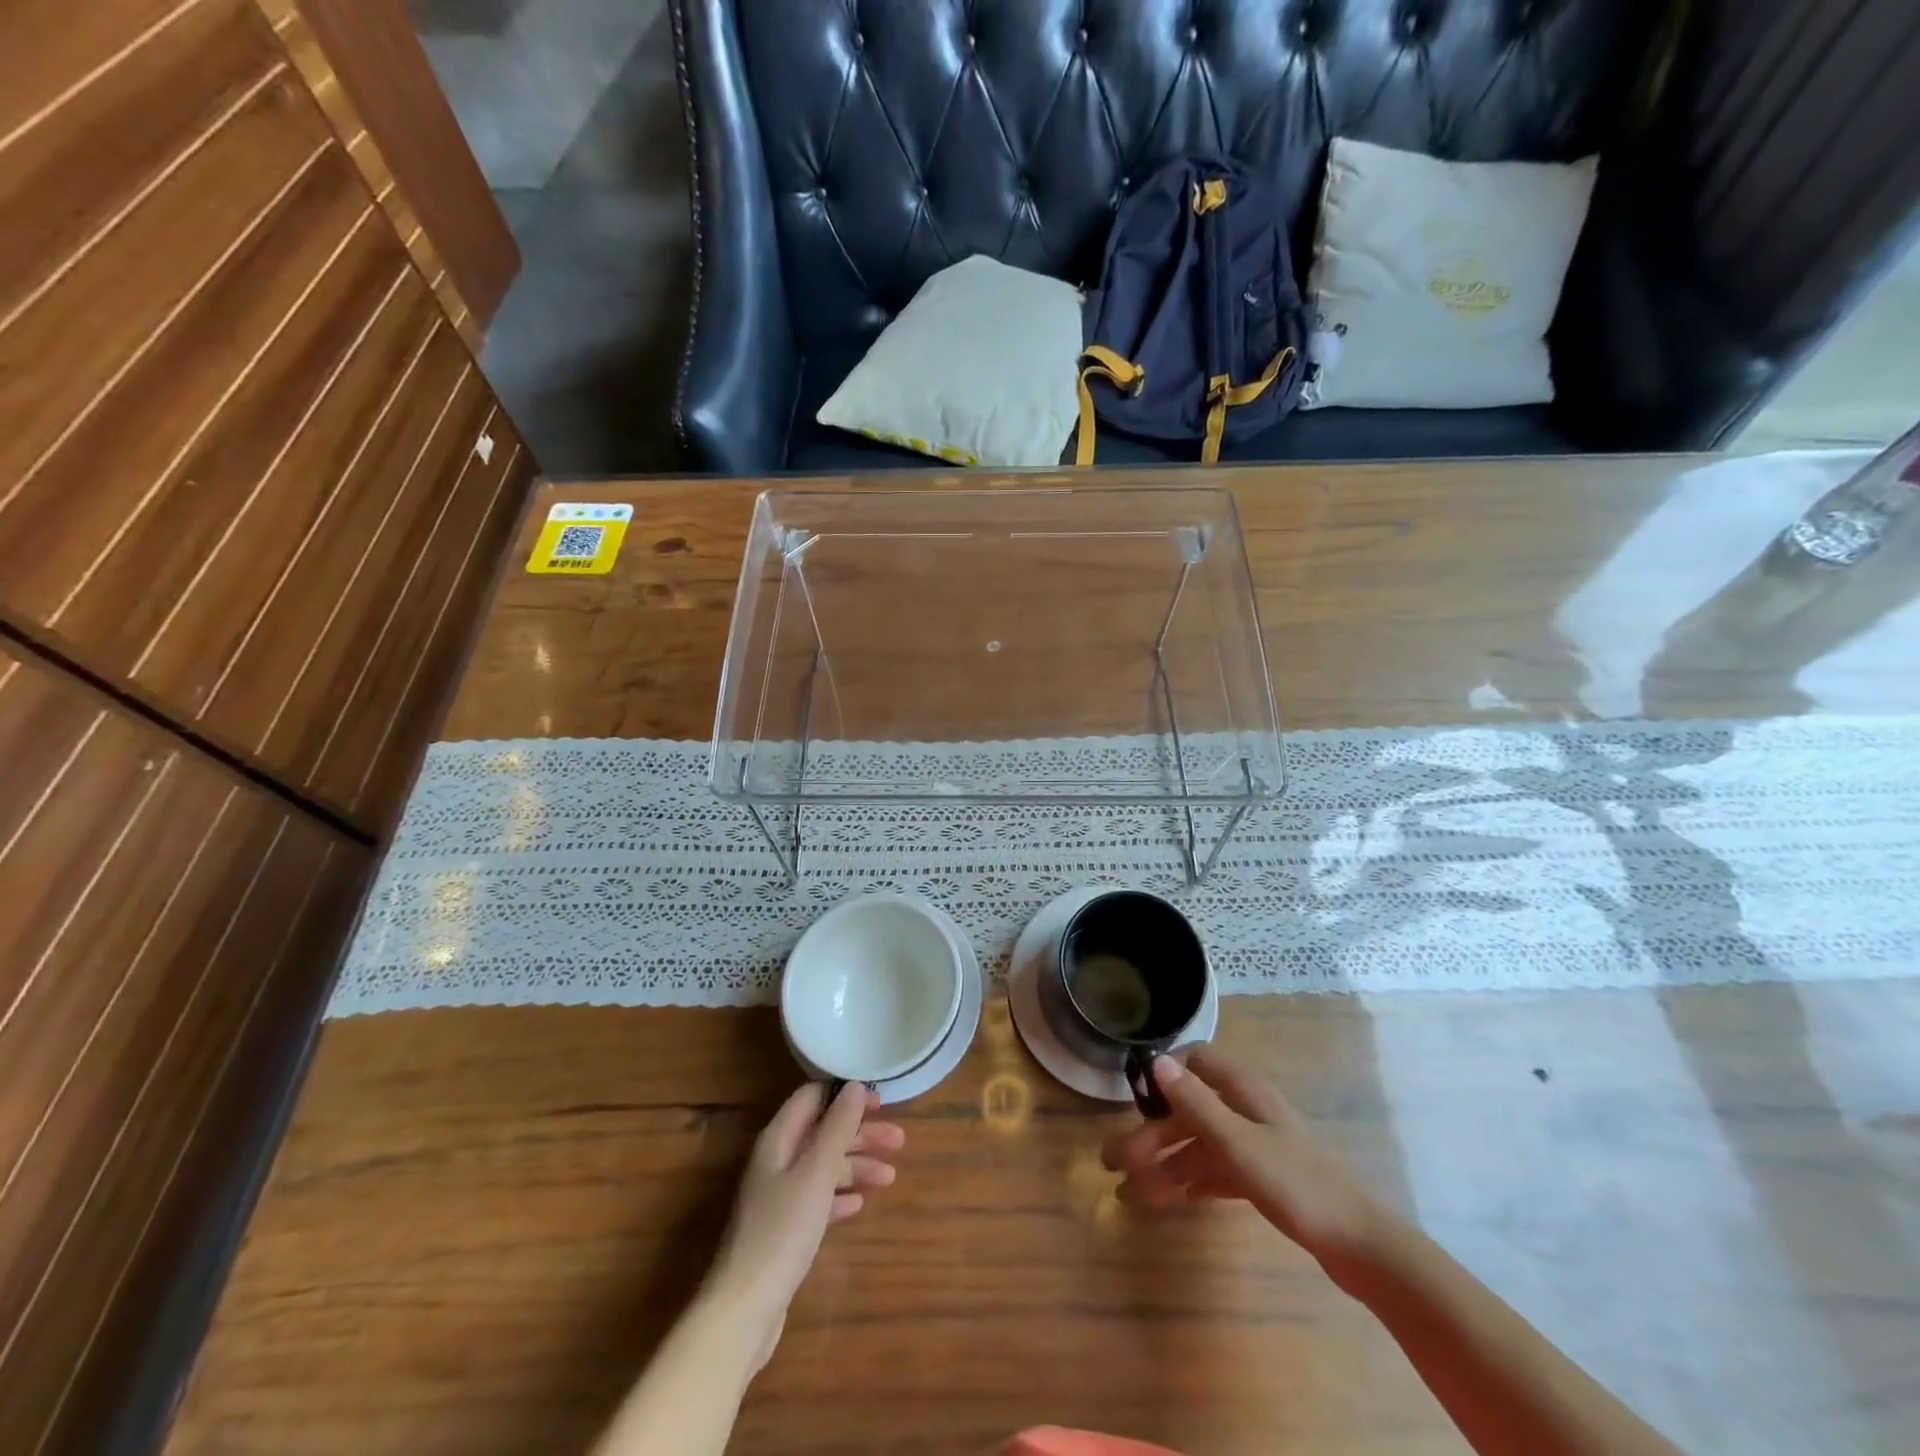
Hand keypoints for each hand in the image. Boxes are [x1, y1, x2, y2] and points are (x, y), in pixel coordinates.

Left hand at [705, 1082, 903, 1363]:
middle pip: (822, 1133)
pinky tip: (859, 1204)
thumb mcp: (816, 1173)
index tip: (880, 1102)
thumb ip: (837, 1128)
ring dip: (856, 1166)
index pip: (812, 1098)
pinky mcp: (784, 1230)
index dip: (845, 1095)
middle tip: (898, 1141)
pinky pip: (818, 1199)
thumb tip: (855, 1086)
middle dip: (860, 1134)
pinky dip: (840, 1196)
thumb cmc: (782, 1231)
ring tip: (889, 1177)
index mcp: (778, 1140)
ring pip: (823, 1167)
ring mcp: (779, 1197)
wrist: (744, 1310)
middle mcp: (776, 1161)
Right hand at [1100, 1046, 1375, 1259]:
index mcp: (1243, 1092)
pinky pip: (1217, 1172)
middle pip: (1190, 1111)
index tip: (1134, 1098)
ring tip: (1132, 1195)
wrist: (1359, 1246)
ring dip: (1166, 1165)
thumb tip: (1157, 1061)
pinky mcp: (1265, 1179)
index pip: (1197, 1061)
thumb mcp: (1237, 1143)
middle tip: (1115, 1163)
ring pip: (1200, 1146)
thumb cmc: (1295, 1184)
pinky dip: (1193, 1183)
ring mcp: (1257, 1146)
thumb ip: (1195, 1103)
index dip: (1165, 1074)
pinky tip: (1173, 1201)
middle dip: (1152, 1134)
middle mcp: (1247, 1111)